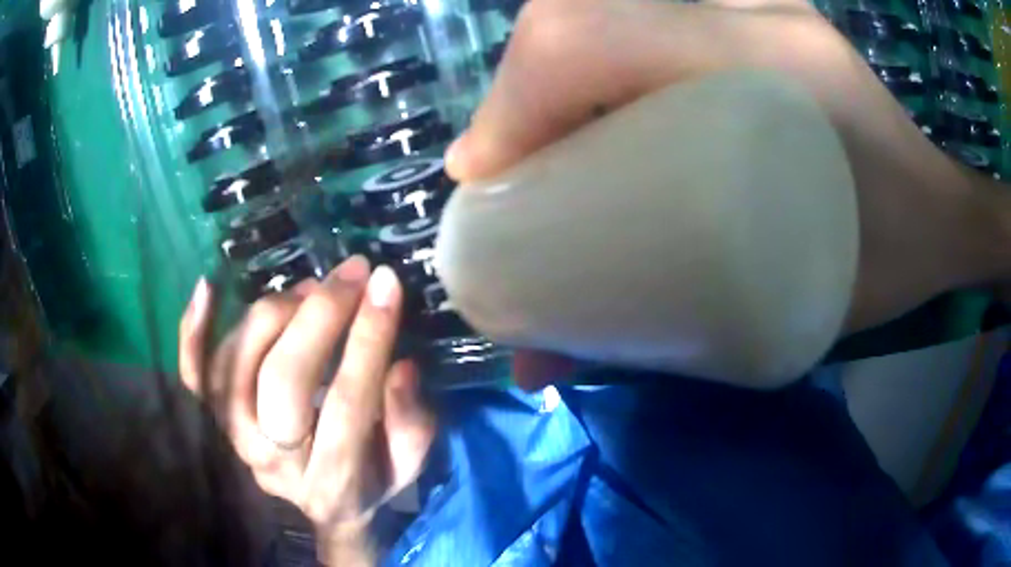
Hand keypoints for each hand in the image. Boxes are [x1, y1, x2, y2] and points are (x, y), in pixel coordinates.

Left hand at [179, 257, 435, 565]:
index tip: (386, 284)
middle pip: (284, 378)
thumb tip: (400, 367)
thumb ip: (411, 424)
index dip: (369, 338)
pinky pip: (192, 375)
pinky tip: (208, 287)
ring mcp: (234, 439)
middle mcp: (275, 461)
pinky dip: (193, 330)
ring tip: (311, 288)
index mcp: (335, 480)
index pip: (349, 401)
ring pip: (239, 362)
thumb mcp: (407, 465)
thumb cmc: (368, 480)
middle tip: (352, 273)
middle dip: (321, 314)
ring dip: (276, 312)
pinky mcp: (211, 421)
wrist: (319, 508)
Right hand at [448, 0, 1010, 387]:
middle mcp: (751, 8)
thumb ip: (663, 336)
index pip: (591, 36)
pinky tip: (591, 102)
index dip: (515, 99)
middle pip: (580, 10)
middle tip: (506, 163)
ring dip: (546, 67)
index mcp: (774, 62)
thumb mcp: (794, 313)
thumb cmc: (889, 266)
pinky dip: (589, 44)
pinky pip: (637, 8)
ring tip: (539, 138)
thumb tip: (534, 355)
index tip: (482, 174)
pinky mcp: (749, 8)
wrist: (939, 216)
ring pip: (600, 3)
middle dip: (519, 85)